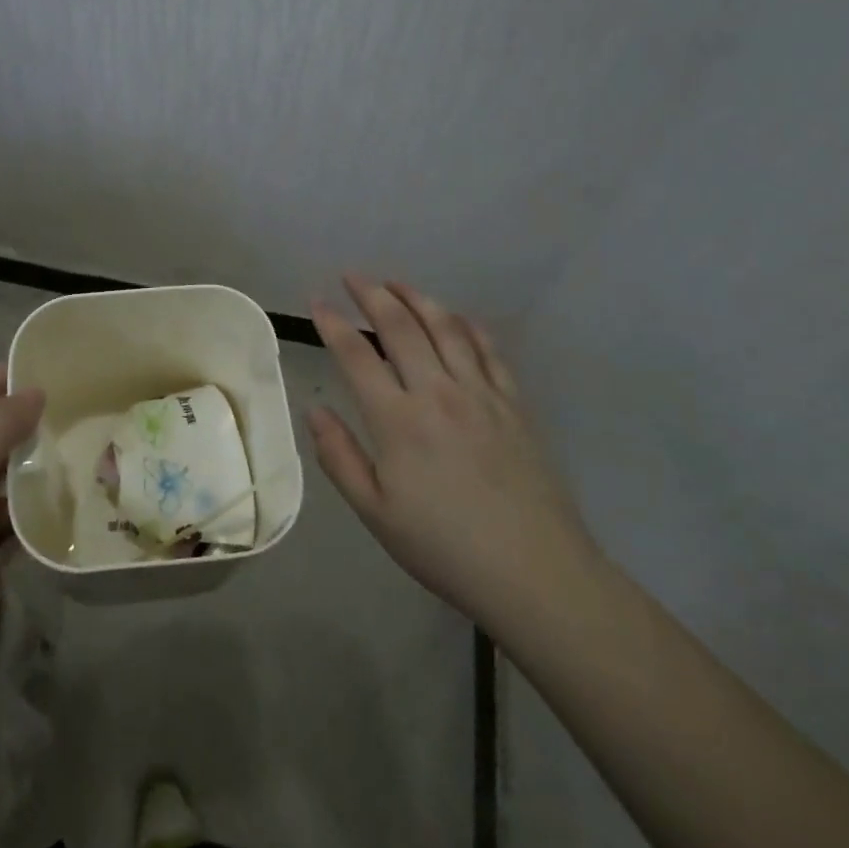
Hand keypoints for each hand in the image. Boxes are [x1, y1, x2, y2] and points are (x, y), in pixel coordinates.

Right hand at [310, 276, 597, 630]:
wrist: (534, 572)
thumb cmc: (443, 547)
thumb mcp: (375, 512)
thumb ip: (339, 457)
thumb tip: (314, 410)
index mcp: (398, 420)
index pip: (356, 355)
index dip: (333, 323)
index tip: (316, 300)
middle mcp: (437, 392)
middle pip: (400, 326)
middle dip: (372, 294)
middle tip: (353, 276)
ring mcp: (481, 393)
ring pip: (445, 327)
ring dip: (417, 298)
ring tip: (396, 283)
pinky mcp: (513, 403)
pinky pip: (488, 349)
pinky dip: (468, 325)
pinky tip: (456, 317)